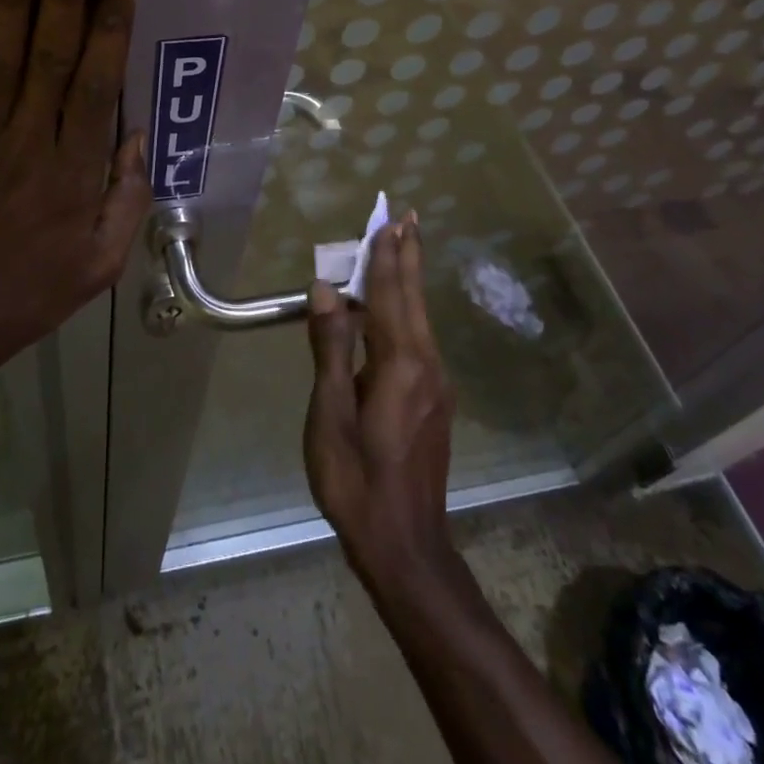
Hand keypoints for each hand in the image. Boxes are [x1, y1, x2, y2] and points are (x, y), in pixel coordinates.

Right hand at [304, 215, 458, 587]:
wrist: (405, 546)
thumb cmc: (356, 479)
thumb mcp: (330, 414)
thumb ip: (330, 347)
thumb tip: (327, 289)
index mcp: (400, 364)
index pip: (391, 295)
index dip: (387, 255)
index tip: (390, 219)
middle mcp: (427, 365)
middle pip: (415, 299)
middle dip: (409, 256)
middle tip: (409, 217)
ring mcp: (436, 385)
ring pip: (420, 319)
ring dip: (408, 280)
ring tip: (402, 249)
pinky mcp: (435, 402)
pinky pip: (419, 340)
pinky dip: (407, 310)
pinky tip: (395, 310)